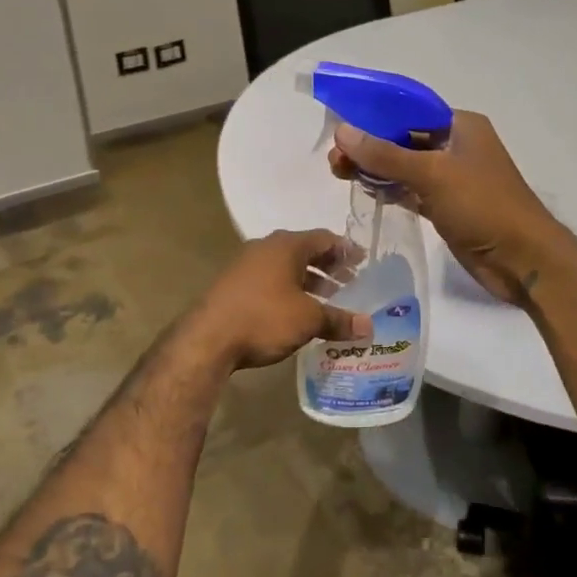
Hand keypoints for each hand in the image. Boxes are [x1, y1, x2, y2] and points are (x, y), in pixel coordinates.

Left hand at [188, 230, 372, 369]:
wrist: (207, 338)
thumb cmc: (264, 318)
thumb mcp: (308, 319)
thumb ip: (339, 319)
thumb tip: (368, 326)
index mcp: (286, 245)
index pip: (324, 238)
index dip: (346, 250)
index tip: (363, 263)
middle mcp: (265, 247)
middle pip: (305, 252)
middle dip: (329, 268)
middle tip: (350, 283)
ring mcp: (245, 265)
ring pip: (286, 268)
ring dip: (308, 282)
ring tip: (328, 302)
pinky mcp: (233, 285)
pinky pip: (270, 281)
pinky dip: (288, 291)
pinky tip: (297, 313)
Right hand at [330, 111, 565, 305]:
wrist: (523, 260)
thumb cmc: (483, 206)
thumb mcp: (432, 175)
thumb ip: (385, 155)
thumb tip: (342, 131)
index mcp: (461, 126)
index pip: (409, 110)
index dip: (374, 114)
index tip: (340, 123)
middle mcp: (456, 147)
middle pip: (404, 138)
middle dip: (369, 144)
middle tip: (334, 158)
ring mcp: (452, 178)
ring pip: (404, 166)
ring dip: (375, 168)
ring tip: (338, 172)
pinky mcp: (446, 206)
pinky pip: (410, 190)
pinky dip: (389, 188)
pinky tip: (364, 189)